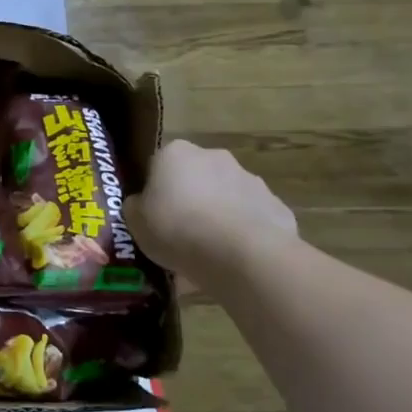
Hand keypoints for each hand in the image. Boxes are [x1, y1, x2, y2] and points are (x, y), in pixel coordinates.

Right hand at [126, 139, 297, 280]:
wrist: (241, 255)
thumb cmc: (177, 229)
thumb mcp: (135, 222)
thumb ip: (136, 206)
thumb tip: (142, 203)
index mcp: (174, 153)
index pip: (158, 166)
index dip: (154, 191)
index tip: (153, 215)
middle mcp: (213, 156)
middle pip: (195, 177)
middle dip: (189, 199)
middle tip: (180, 232)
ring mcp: (249, 179)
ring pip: (225, 196)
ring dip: (217, 214)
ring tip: (209, 251)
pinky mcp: (276, 206)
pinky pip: (251, 218)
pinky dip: (243, 232)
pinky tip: (235, 258)